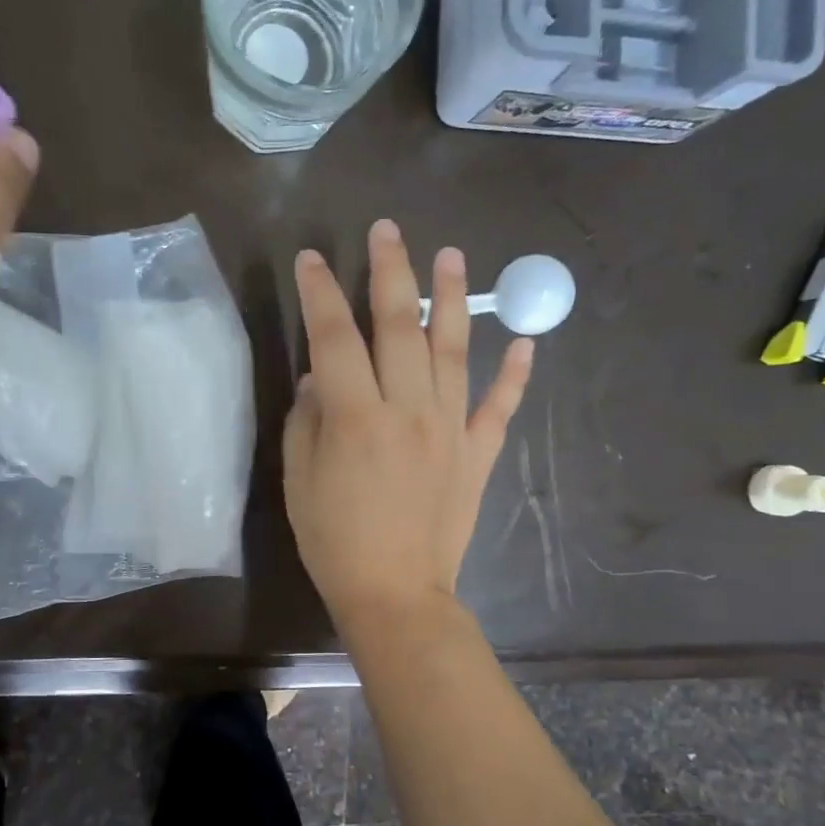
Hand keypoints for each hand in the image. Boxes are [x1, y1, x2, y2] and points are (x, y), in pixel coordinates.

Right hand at [283, 219, 533, 630]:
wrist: (395, 594)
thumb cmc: (334, 542)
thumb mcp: (299, 481)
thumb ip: (307, 421)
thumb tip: (320, 378)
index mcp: (356, 417)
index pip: (334, 337)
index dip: (320, 293)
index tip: (312, 259)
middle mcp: (408, 410)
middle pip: (400, 325)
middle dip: (390, 271)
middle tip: (387, 230)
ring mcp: (450, 429)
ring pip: (454, 349)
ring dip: (454, 297)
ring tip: (453, 254)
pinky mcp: (477, 453)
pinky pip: (499, 406)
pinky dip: (514, 373)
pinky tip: (525, 341)